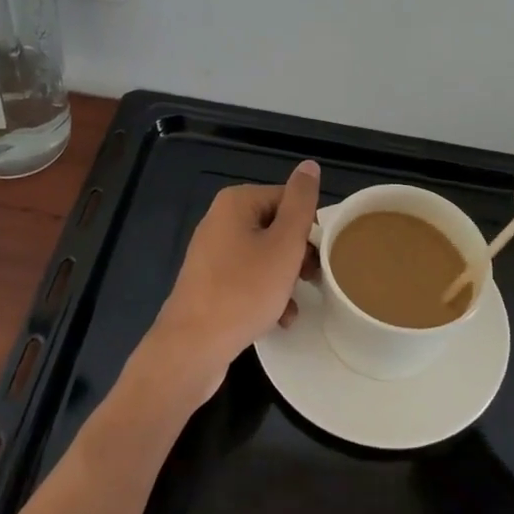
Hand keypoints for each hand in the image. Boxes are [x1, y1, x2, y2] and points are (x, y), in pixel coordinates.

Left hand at [139, 161, 320, 405]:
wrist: (192, 347)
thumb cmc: (243, 291)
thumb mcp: (284, 244)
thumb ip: (301, 204)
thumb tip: (309, 165)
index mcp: (237, 202)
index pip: (289, 200)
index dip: (309, 228)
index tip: (321, 257)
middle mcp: (220, 220)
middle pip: (276, 227)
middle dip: (298, 255)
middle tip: (312, 280)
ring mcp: (212, 252)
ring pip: (265, 256)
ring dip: (285, 279)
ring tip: (295, 304)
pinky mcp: (209, 282)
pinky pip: (248, 278)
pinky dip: (266, 294)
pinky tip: (279, 319)